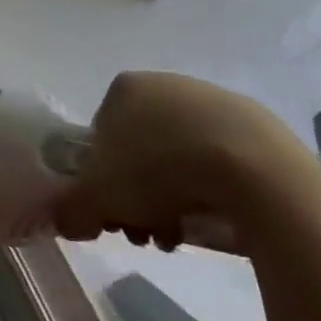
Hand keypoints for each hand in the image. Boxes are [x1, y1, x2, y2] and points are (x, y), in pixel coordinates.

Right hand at [51, 71, 320, 253]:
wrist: (254, 171)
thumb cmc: (158, 172)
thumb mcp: (97, 198)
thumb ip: (70, 208)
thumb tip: (64, 219)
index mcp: (124, 89)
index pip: (99, 139)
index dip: (101, 183)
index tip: (113, 217)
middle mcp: (166, 84)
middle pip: (138, 152)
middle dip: (136, 198)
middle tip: (145, 234)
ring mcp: (213, 101)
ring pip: (177, 160)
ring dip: (170, 201)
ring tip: (178, 235)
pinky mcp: (255, 125)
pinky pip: (218, 161)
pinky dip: (210, 190)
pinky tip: (214, 218)